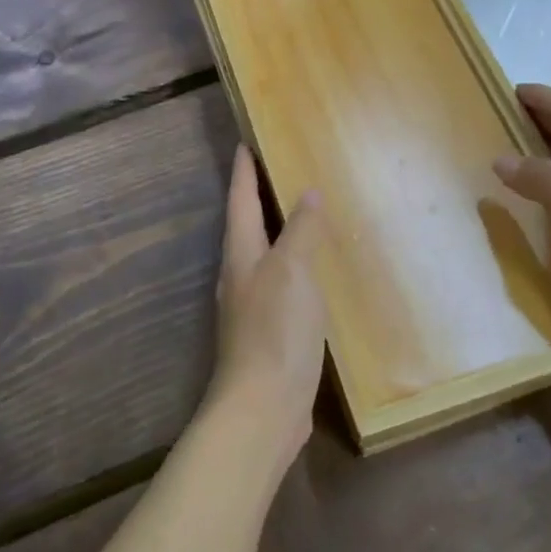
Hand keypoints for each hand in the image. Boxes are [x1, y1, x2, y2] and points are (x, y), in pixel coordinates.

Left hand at [207, 146, 326, 472]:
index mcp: (241, 254)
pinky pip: (279, 284)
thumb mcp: (293, 272)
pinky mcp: (268, 333)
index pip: (240, 200)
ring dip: (275, 231)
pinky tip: (311, 274)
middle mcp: (240, 276)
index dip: (243, 170)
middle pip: (245, 225)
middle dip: (256, 197)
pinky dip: (292, 266)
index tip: (244, 142)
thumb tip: (308, 193)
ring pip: (262, 255)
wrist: (263, 409)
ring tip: (298, 215)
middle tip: (276, 170)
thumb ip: (301, 231)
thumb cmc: (276, 330)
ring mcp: (251, 307)